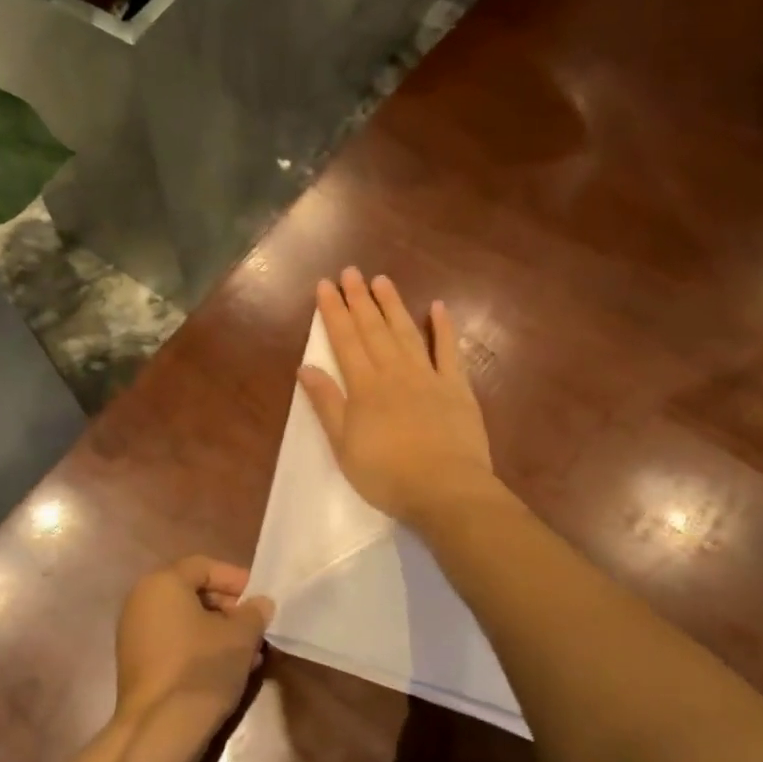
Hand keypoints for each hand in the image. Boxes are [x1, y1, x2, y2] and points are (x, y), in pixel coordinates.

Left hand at [114, 557, 274, 730]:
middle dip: (229, 609)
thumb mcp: (240, 636)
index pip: (204, 566)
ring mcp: (135, 633)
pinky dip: (200, 649)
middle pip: (193, 593)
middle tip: (257, 628)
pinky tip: (228, 670)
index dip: (236, 579)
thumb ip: (254, 613)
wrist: (159, 730)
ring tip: (250, 654)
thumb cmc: (201, 668)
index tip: (261, 599)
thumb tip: (260, 604)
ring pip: (186, 622)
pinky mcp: (137, 663)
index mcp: (162, 583)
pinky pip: (175, 643)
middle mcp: (142, 601)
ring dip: (219, 633)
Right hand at [299, 268, 495, 526]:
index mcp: (364, 387)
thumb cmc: (386, 474)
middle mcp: (394, 372)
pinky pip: (448, 351)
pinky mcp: (457, 388)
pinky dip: (443, 328)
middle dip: (359, 299)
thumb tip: (305, 367)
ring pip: (406, 332)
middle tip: (351, 271)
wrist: (445, 490)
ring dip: (393, 305)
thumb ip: (326, 403)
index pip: (344, 340)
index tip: (325, 285)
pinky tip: (438, 307)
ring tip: (382, 280)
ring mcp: (428, 377)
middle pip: (373, 329)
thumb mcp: (343, 445)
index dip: (334, 311)